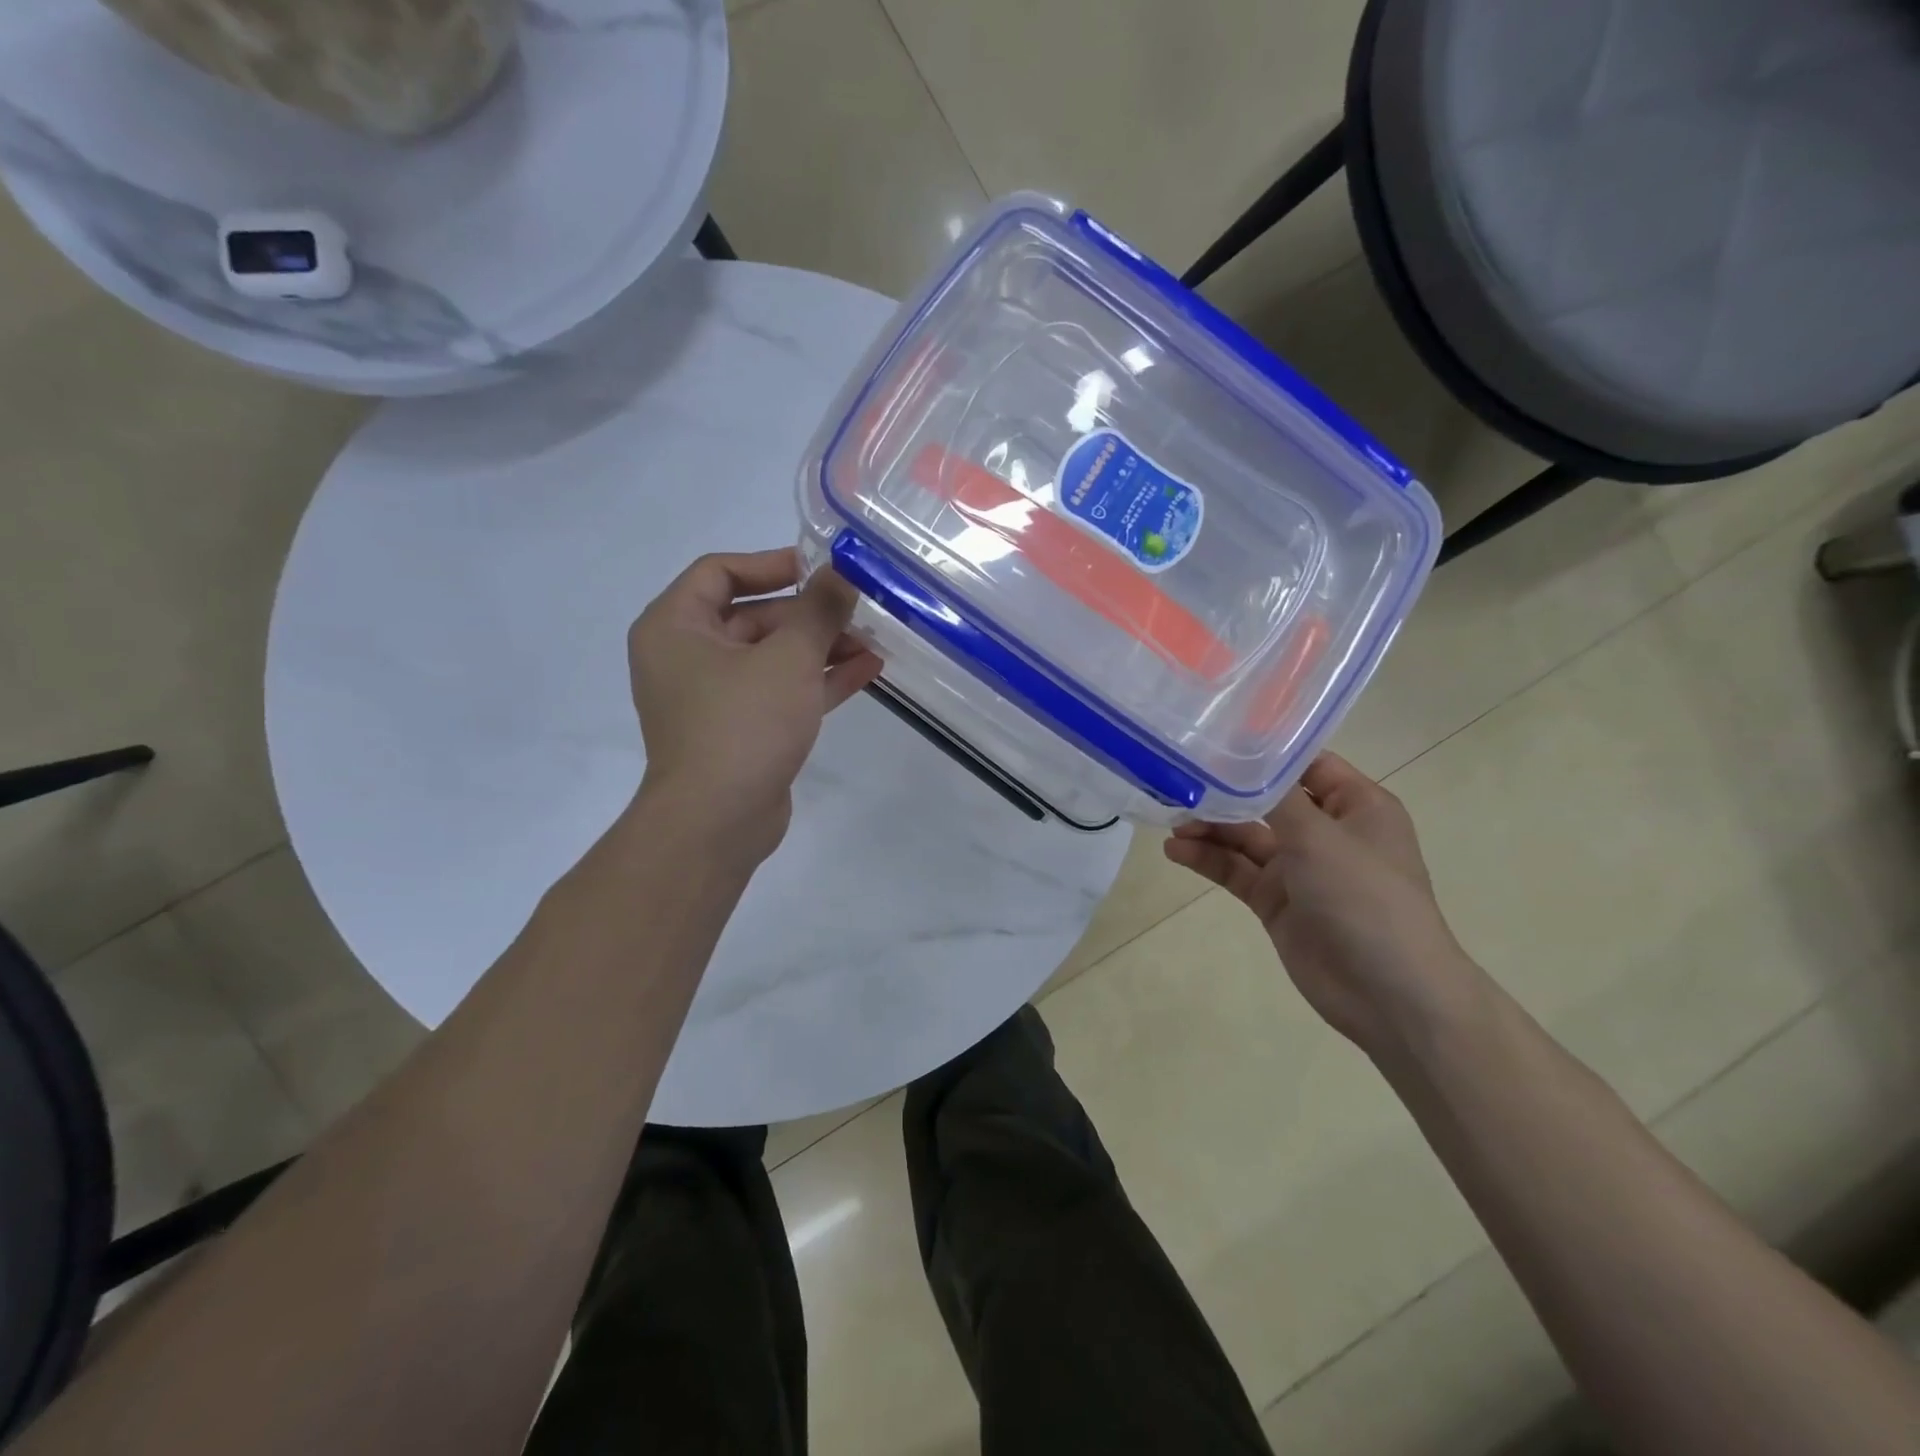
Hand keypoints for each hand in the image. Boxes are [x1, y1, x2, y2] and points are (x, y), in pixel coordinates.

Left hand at [628, 548, 881, 863]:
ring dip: (820, 647)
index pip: (720, 571)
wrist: (717, 822)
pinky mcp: (739, 730)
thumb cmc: (743, 724)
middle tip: (859, 608)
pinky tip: (867, 670)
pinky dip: (817, 680)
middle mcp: (686, 656)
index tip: (820, 568)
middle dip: (809, 613)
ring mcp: (713, 697)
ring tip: (873, 640)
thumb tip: (840, 574)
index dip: (772, 563)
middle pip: (752, 616)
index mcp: (675, 626)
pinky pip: (779, 691)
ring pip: (771, 657)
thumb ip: (818, 610)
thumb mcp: (789, 658)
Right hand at [1164, 753, 1483, 1051]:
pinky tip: (1176, 851)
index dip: (1263, 751)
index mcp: (1356, 806)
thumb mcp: (1320, 837)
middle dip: (1224, 792)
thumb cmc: (1365, 899)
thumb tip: (1240, 764)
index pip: (1305, 764)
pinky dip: (1207, 859)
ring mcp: (1300, 869)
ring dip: (1210, 828)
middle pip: (1267, 800)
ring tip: (1170, 822)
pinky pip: (1236, 871)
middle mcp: (1327, 831)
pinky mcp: (1276, 901)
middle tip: (1178, 782)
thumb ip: (1274, 798)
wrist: (1388, 994)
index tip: (1214, 738)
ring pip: (1245, 837)